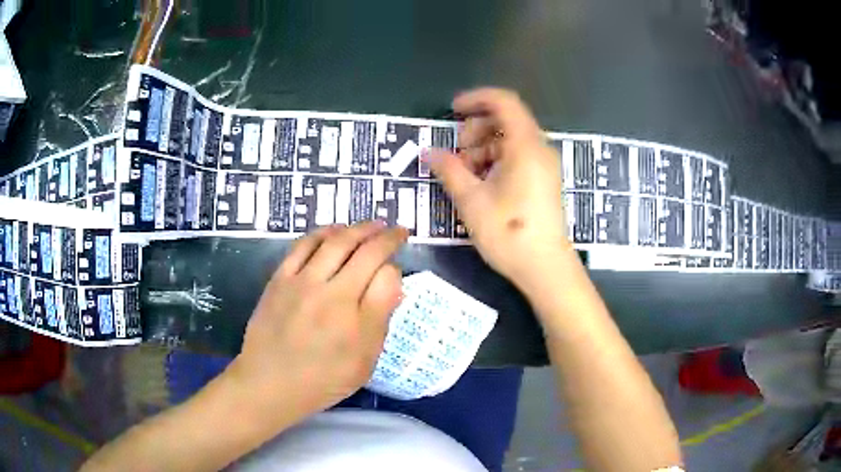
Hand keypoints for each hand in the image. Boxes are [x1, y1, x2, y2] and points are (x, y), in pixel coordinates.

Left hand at [226, 221, 408, 425]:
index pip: (382, 268)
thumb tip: (392, 278)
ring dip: (354, 228)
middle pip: (360, 248)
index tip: (401, 248)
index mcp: (352, 313)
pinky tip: (332, 232)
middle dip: (381, 234)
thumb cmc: (323, 379)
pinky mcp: (279, 279)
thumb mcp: (364, 360)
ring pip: (332, 241)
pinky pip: (302, 246)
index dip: (394, 253)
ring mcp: (300, 281)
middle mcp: (327, 290)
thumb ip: (380, 316)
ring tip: (368, 226)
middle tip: (393, 229)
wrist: (270, 383)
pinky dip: (321, 233)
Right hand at [426, 88, 570, 283]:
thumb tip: (428, 152)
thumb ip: (449, 170)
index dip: (476, 99)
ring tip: (465, 174)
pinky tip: (481, 183)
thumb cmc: (509, 234)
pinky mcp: (543, 181)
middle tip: (456, 153)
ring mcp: (544, 166)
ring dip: (483, 147)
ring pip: (510, 140)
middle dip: (476, 129)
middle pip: (506, 120)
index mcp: (526, 146)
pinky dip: (496, 161)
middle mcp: (539, 149)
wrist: (546, 269)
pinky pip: (518, 157)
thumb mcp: (472, 201)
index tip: (452, 111)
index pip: (504, 102)